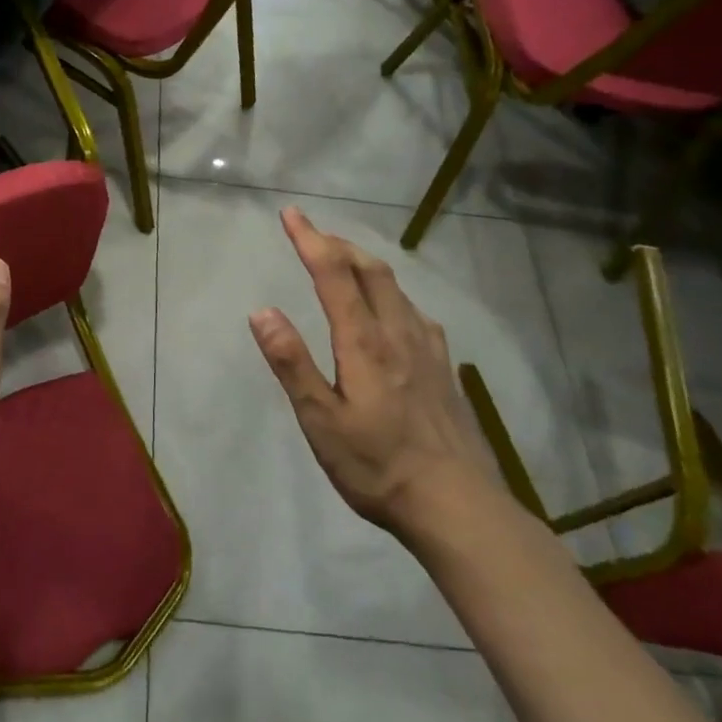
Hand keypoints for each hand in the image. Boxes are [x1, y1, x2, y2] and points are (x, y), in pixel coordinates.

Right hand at [249, 207, 496, 545]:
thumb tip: (262, 311)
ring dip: (365, 263)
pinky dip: (392, 293)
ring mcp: (428, 350)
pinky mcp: (444, 369)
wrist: (459, 507)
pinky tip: (392, 310)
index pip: (334, 274)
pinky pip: (415, 312)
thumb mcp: (321, 421)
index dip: (311, 239)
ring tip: (344, 260)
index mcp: (364, 342)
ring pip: (396, 287)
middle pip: (370, 270)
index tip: (291, 213)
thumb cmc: (378, 466)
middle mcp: (398, 333)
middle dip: (338, 243)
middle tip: (312, 233)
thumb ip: (292, 363)